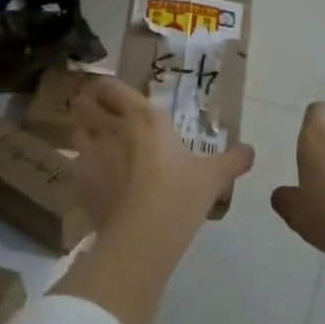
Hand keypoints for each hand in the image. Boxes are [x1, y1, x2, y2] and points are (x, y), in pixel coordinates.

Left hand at [70, 75, 254, 239]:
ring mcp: (90, 152)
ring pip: (75, 129)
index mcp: (145, 117)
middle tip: (98, 114)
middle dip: (88, 105)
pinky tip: (92, 177)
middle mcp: (113, 127)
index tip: (112, 96)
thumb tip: (250, 151)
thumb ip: (233, 160)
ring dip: (82, 131)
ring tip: (94, 142)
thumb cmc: (181, 196)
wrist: (142, 236)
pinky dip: (80, 164)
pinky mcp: (78, 180)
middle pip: (86, 102)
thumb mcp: (214, 177)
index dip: (107, 88)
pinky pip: (74, 162)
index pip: (112, 87)